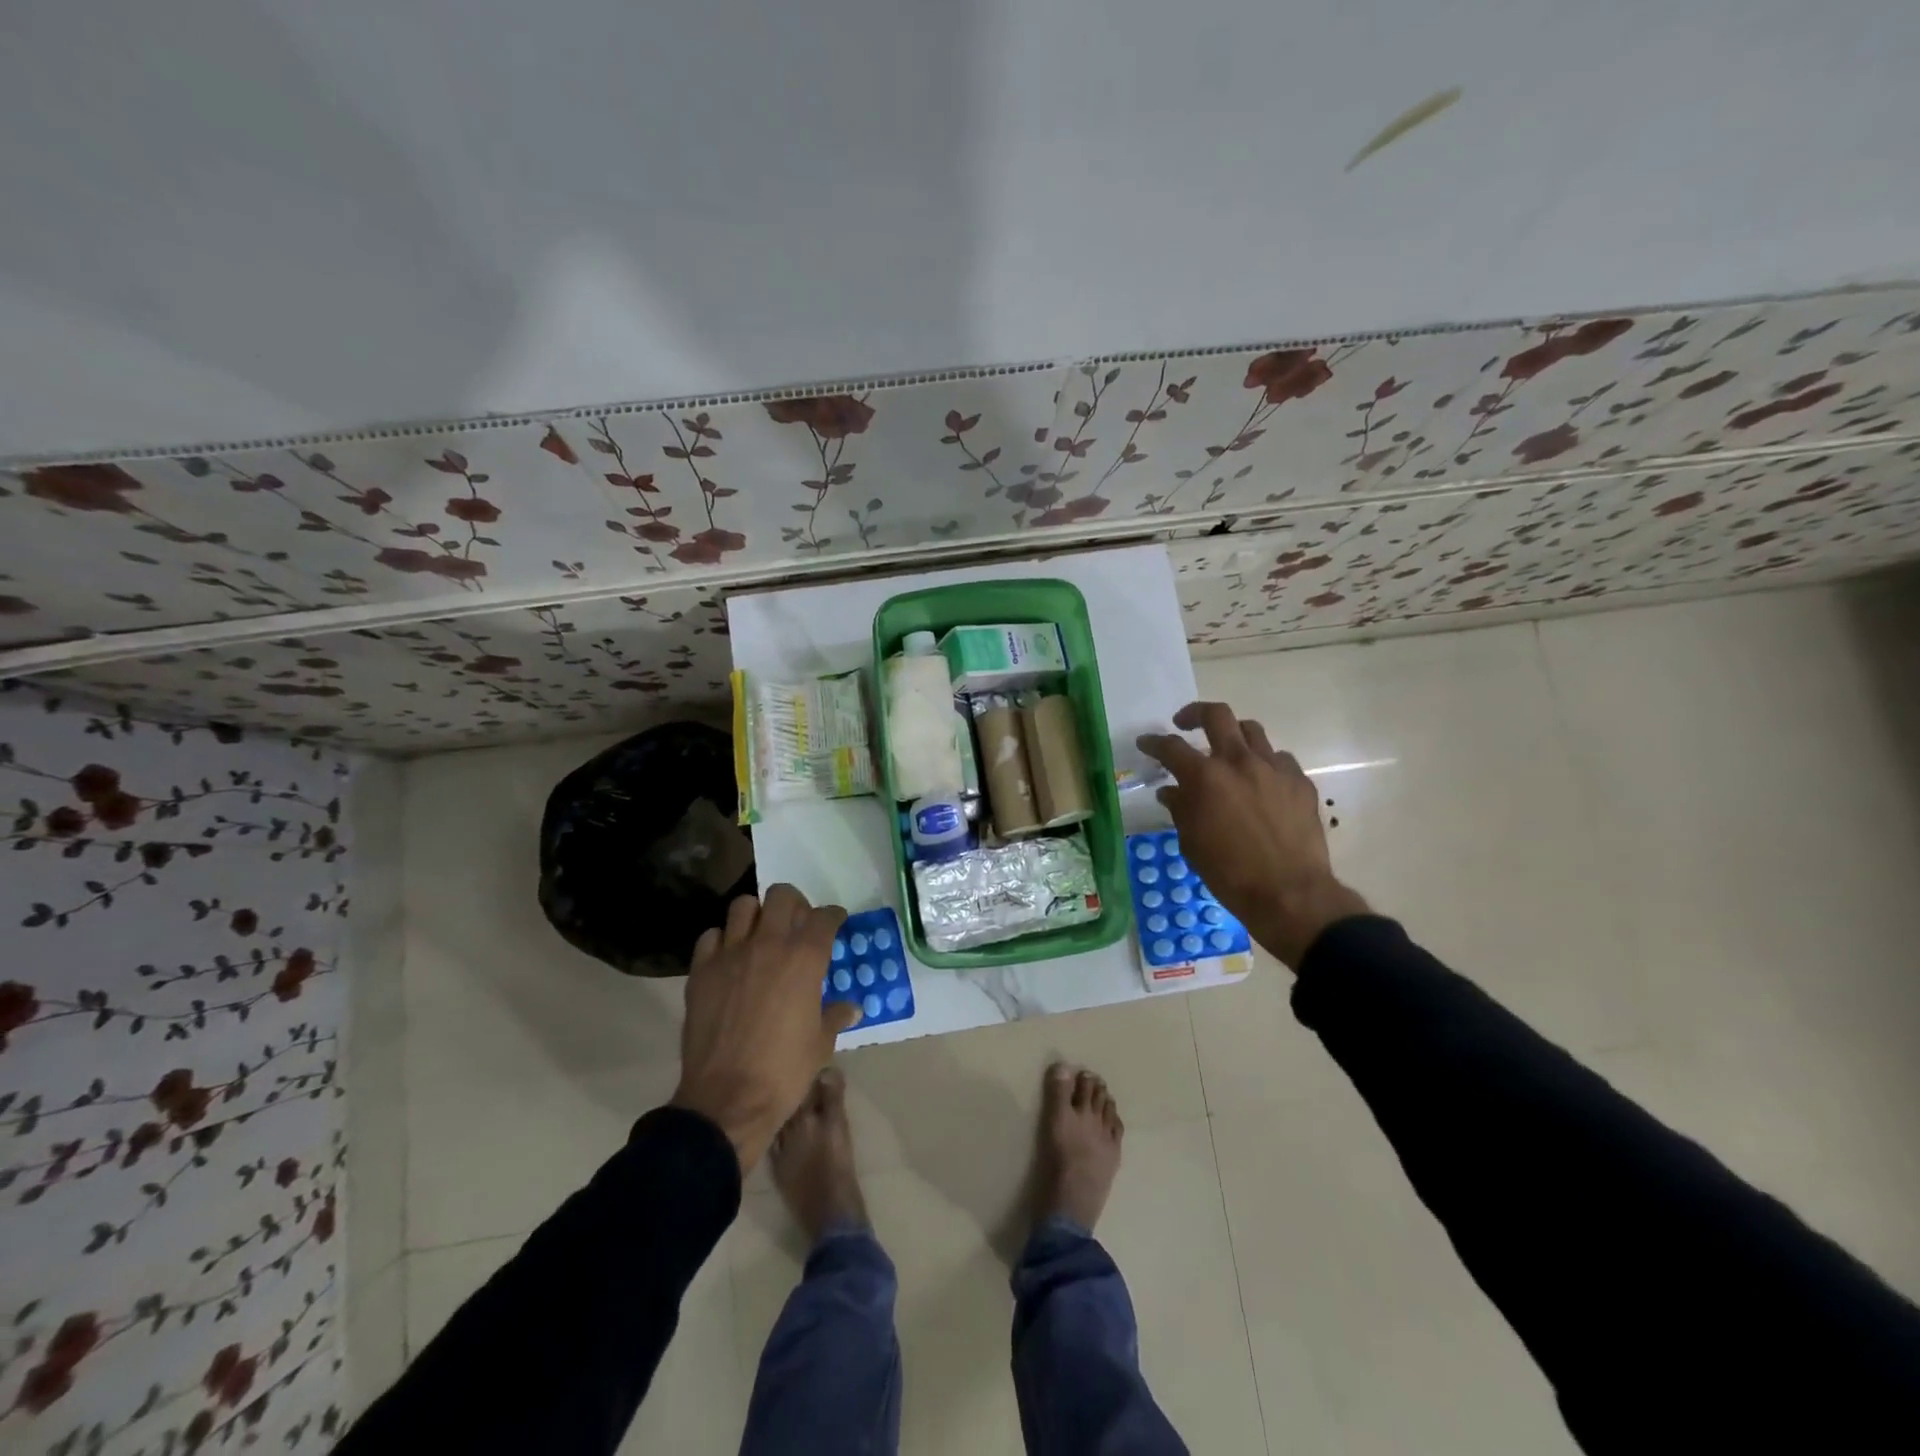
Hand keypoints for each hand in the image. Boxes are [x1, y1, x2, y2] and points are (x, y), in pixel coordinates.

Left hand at [671, 884, 857, 1171]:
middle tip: (797, 922)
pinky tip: (729, 958)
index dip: (833, 916)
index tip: (835, 921)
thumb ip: (836, 1015)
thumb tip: (852, 1007)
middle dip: (794, 903)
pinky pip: (711, 936)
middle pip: (782, 896)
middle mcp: (768, 945)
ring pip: (743, 906)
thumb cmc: (784, 1071)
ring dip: (756, 915)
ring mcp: (731, 954)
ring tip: (761, 934)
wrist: (727, 1099)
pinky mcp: (701, 971)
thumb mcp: (821, 1044)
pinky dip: (723, 940)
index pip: (824, 917)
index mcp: (805, 959)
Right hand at [1138, 703, 1368, 969]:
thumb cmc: (1229, 873)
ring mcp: (1274, 768)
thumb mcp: (1192, 842)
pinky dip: (1264, 763)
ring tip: (1226, 750)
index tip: (1145, 743)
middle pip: (1217, 715)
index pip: (1171, 747)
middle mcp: (1239, 762)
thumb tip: (1171, 791)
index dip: (1154, 742)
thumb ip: (1180, 808)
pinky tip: (1260, 781)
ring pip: (1252, 730)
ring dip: (1233, 735)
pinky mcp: (1300, 781)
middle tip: (1184, 724)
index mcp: (1205, 777)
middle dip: (1195, 713)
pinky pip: (1279, 758)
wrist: (1290, 893)